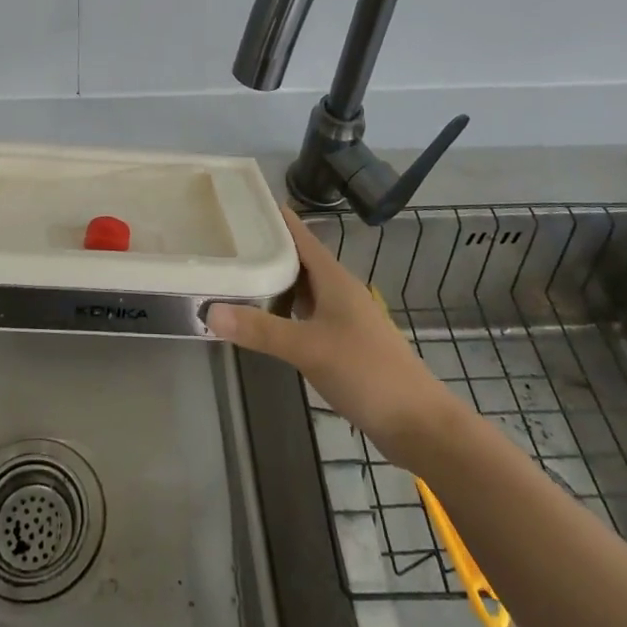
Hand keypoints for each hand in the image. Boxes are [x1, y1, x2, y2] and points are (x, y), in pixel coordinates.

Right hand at [207, 205, 457, 457]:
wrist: (418, 424)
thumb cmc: (366, 372)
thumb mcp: (308, 348)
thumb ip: (260, 330)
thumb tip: (207, 311)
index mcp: (334, 279)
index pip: (300, 235)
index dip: (274, 217)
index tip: (240, 201)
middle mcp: (338, 291)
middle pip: (298, 260)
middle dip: (265, 248)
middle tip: (224, 240)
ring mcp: (342, 318)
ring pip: (302, 289)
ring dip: (273, 281)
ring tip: (236, 274)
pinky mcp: (343, 343)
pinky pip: (305, 314)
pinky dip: (283, 311)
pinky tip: (263, 320)